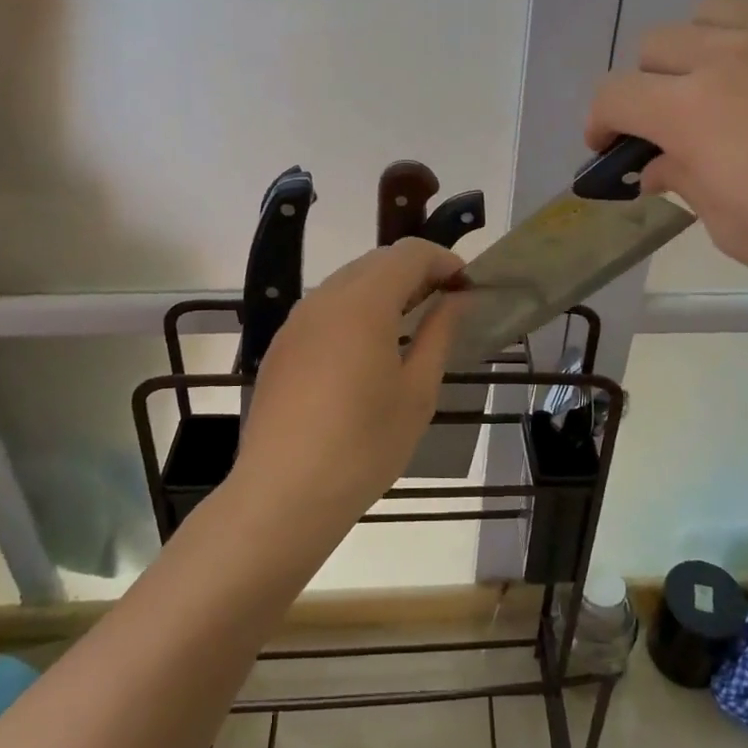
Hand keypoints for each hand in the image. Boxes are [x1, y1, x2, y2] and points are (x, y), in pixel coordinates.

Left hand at [231, 238, 464, 533]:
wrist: (283, 494)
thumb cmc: (364, 445)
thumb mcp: (417, 391)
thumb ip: (439, 333)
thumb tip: (456, 299)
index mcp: (363, 303)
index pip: (409, 253)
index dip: (443, 261)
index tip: (466, 287)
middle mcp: (325, 298)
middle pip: (377, 261)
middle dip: (415, 272)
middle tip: (444, 305)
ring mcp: (296, 321)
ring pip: (348, 282)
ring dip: (384, 290)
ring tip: (409, 327)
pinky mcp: (281, 346)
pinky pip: (325, 309)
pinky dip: (355, 311)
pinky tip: (367, 351)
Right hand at [588, 0, 747, 338]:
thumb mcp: (730, 226)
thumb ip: (683, 180)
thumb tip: (657, 163)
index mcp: (690, 110)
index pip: (614, 95)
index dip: (601, 121)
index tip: (611, 147)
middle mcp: (729, 54)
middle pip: (657, 45)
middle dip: (652, 87)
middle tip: (677, 124)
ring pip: (716, 6)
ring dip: (705, 43)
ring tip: (731, 78)